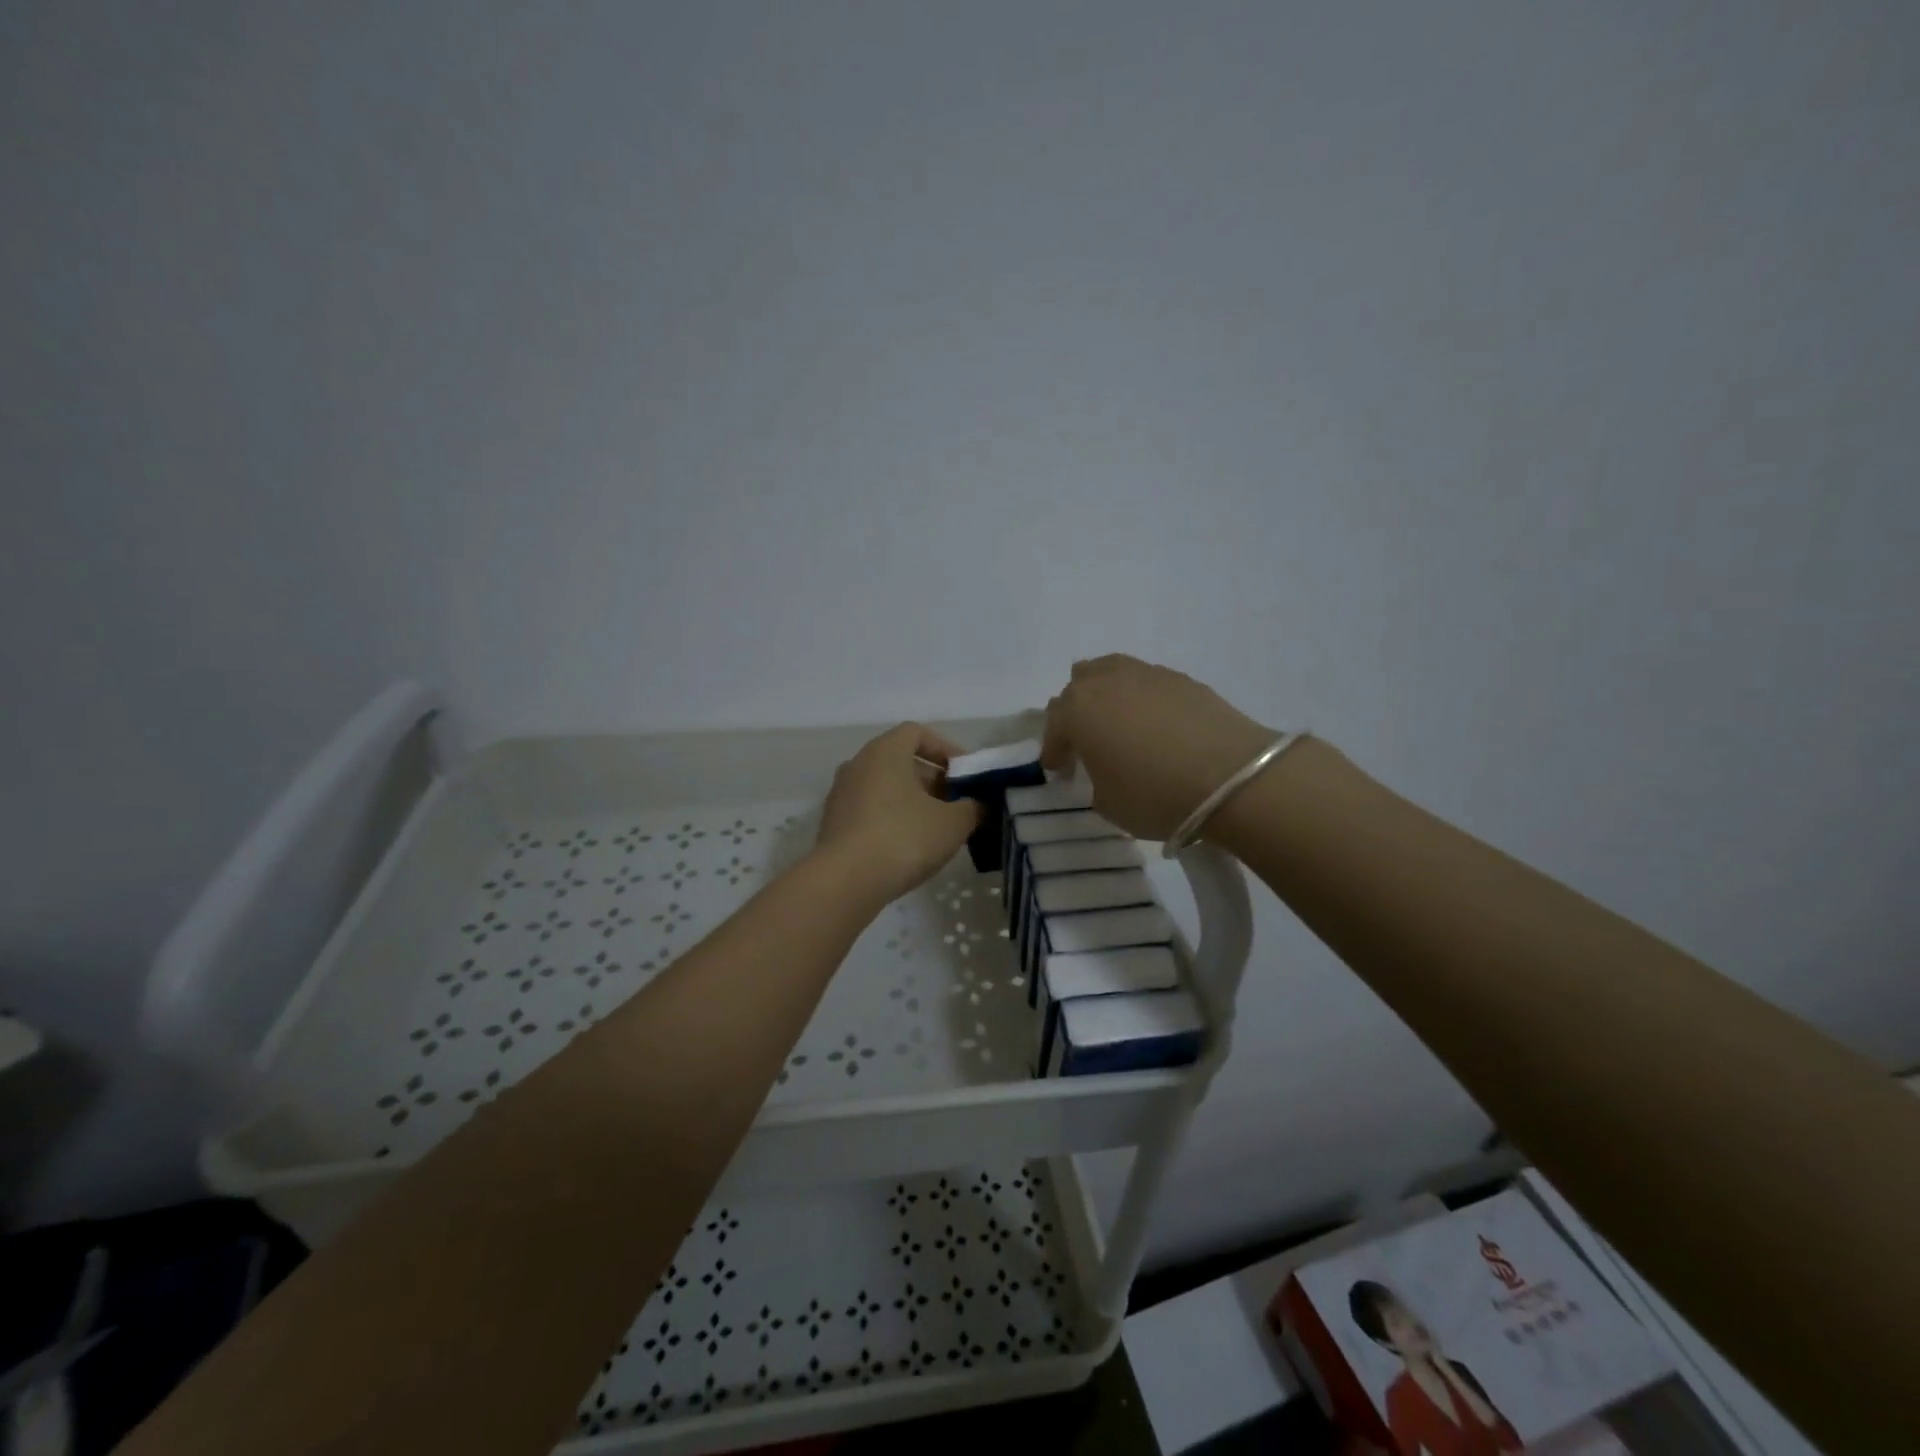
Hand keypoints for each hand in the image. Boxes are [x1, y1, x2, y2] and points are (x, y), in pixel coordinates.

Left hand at [815, 724, 981, 904]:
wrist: (846, 882)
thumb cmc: (903, 838)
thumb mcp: (953, 823)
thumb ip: (971, 808)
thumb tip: (975, 806)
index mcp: (884, 752)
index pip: (917, 732)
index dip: (945, 748)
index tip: (965, 774)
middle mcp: (857, 765)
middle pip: (901, 761)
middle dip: (933, 780)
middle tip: (957, 805)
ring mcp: (841, 795)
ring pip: (885, 788)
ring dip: (913, 801)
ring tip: (937, 828)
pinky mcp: (834, 824)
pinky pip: (870, 810)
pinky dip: (892, 819)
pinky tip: (909, 847)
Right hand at [1041, 655, 1273, 839]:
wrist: (1231, 778)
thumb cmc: (1155, 794)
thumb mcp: (1108, 804)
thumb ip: (1094, 782)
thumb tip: (1104, 771)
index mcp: (1078, 710)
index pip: (1054, 726)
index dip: (1054, 751)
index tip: (1059, 771)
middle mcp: (1107, 682)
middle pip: (1078, 687)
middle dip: (1075, 714)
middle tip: (1085, 743)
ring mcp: (1147, 674)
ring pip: (1112, 673)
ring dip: (1107, 696)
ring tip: (1117, 723)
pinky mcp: (1183, 679)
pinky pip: (1147, 683)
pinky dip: (1142, 700)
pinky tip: (1156, 725)